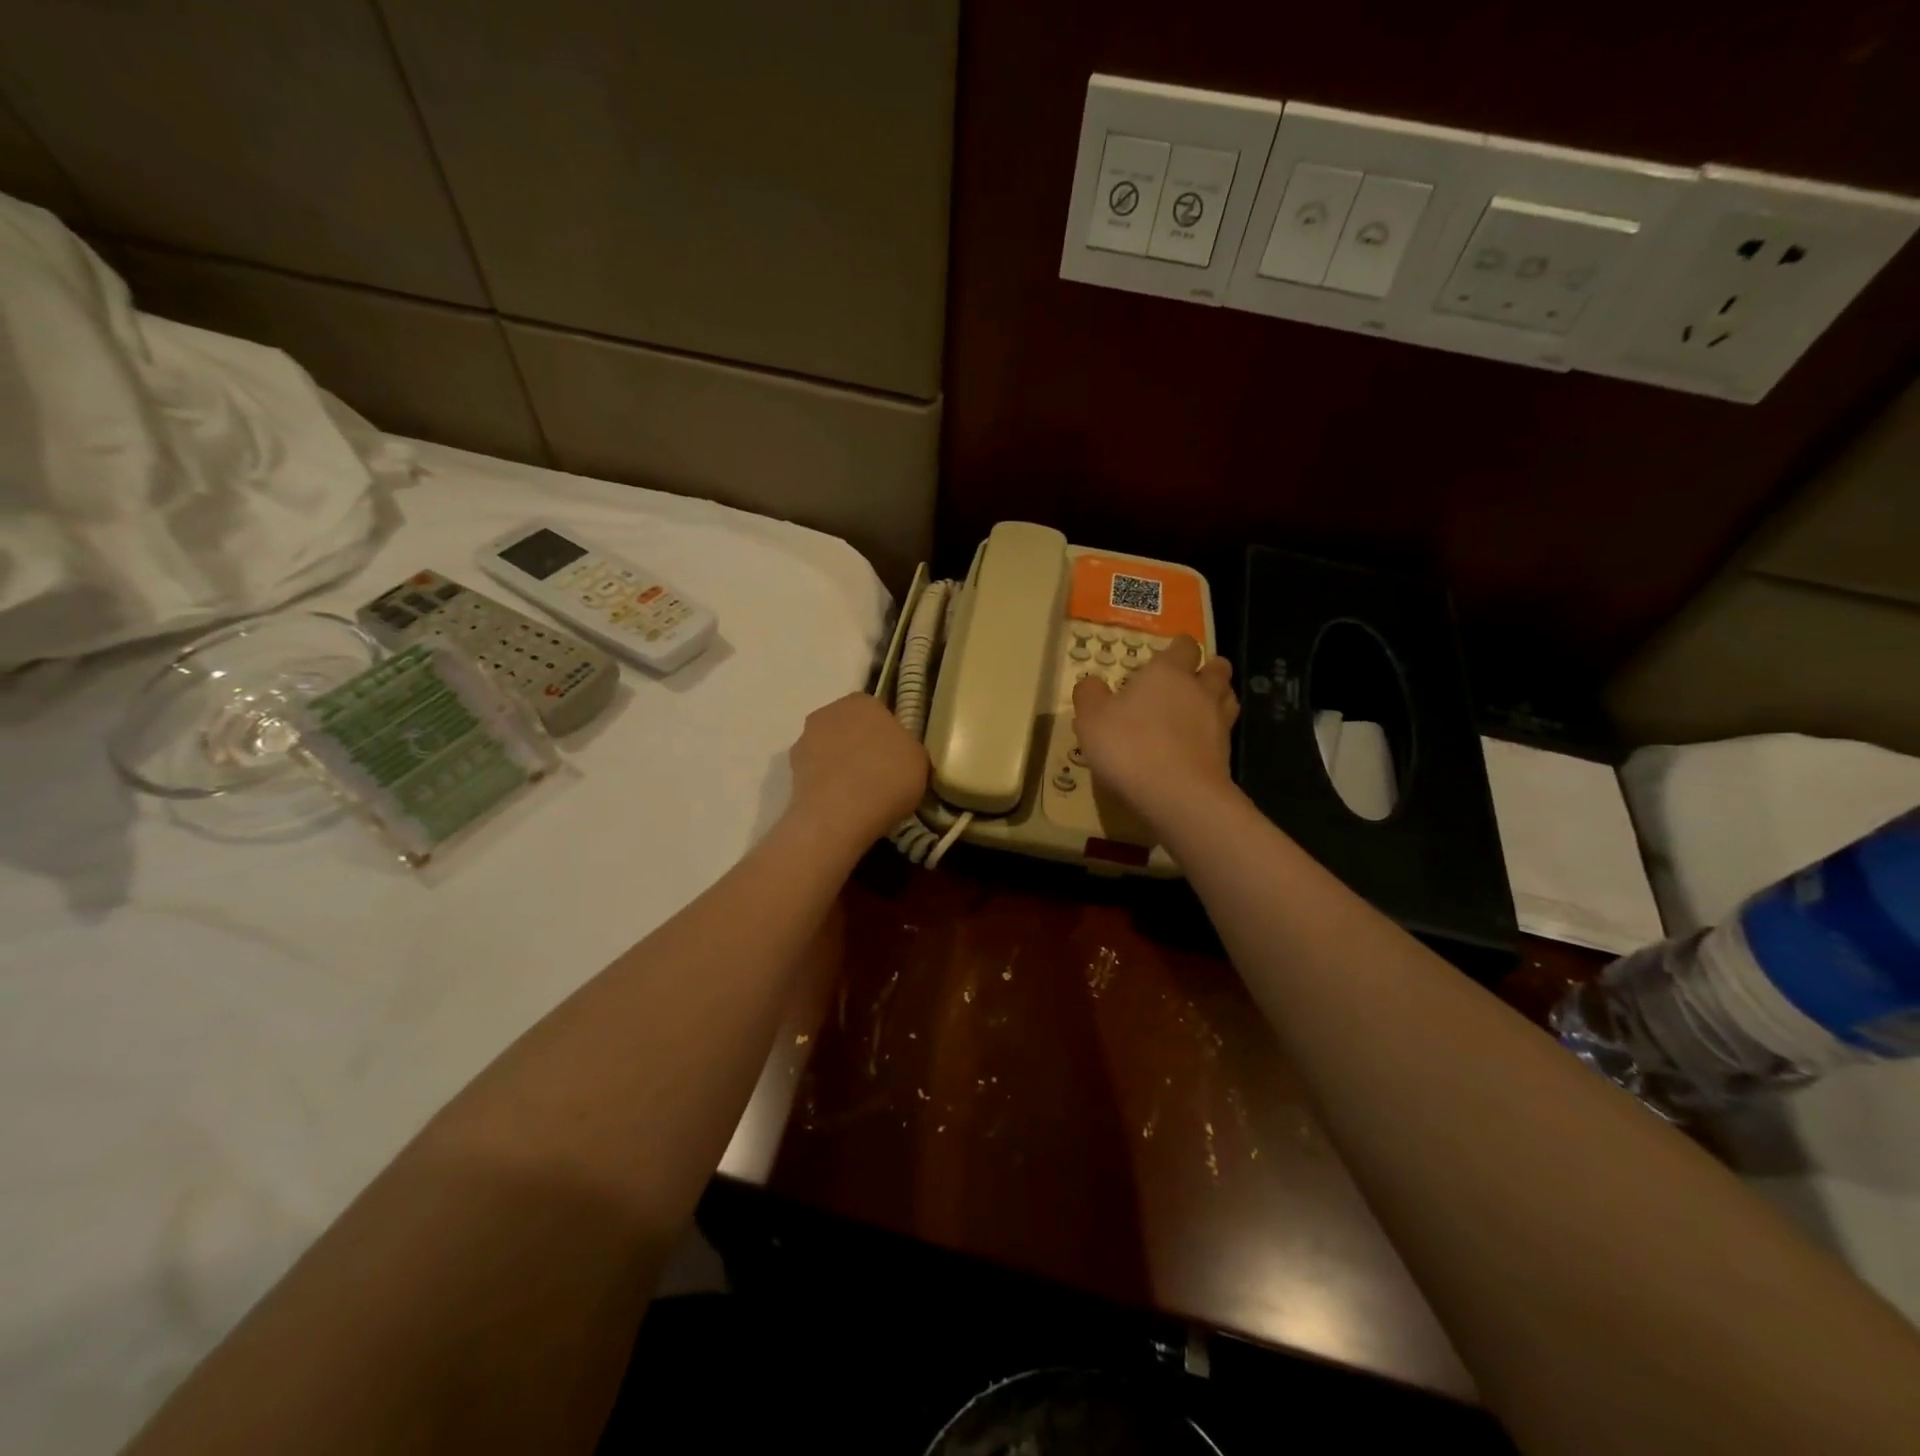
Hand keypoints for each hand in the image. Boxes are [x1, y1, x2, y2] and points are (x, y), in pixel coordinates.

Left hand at [785, 692, 928, 847]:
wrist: (839, 815)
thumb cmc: (888, 778)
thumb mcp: (919, 760)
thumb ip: (907, 747)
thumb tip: (896, 752)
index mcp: (862, 702)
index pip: (877, 711)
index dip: (887, 734)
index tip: (896, 757)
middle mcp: (829, 712)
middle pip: (848, 727)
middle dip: (859, 745)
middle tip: (879, 774)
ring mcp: (805, 740)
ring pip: (829, 749)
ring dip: (840, 764)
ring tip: (859, 794)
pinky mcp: (790, 771)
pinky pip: (816, 773)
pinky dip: (826, 785)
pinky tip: (841, 805)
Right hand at [1072, 636, 1238, 829]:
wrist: (1177, 795)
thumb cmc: (1129, 747)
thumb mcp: (1092, 719)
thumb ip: (1090, 696)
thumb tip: (1091, 683)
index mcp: (1167, 672)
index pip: (1184, 646)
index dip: (1178, 649)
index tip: (1168, 655)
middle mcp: (1199, 690)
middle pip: (1217, 668)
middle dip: (1207, 669)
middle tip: (1189, 680)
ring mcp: (1219, 722)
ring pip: (1228, 697)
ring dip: (1218, 698)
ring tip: (1200, 709)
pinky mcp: (1226, 755)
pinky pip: (1225, 733)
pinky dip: (1215, 734)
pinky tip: (1197, 745)